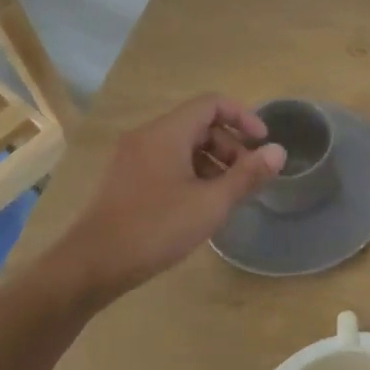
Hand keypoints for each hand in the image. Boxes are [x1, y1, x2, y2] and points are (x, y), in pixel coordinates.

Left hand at [46, 94, 286, 299]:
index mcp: (167, 133)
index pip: (212, 104)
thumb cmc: (156, 228)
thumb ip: (247, 175)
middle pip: (198, 124)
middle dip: (230, 145)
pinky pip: (166, 161)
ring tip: (227, 194)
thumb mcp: (211, 204)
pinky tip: (199, 205)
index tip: (263, 143)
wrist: (91, 265)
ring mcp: (132, 157)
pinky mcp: (125, 179)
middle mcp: (147, 136)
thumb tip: (278, 152)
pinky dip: (190, 172)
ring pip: (182, 145)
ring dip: (212, 161)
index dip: (243, 117)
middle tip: (247, 176)